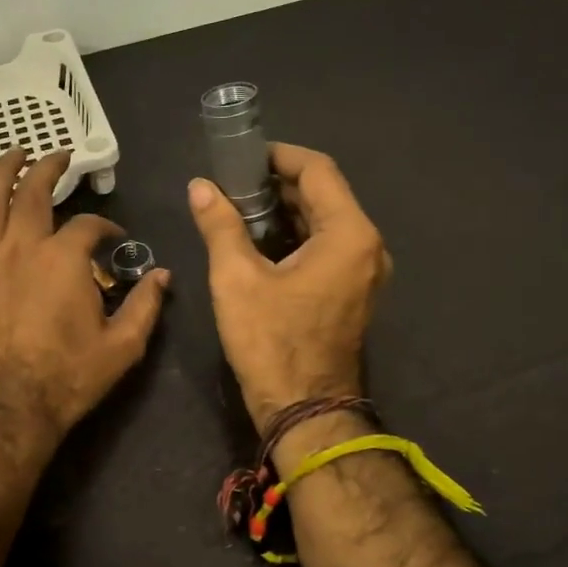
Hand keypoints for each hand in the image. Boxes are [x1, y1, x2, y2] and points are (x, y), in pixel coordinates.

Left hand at [0, 149, 169, 443]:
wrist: (11, 408)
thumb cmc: (70, 377)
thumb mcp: (124, 345)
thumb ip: (145, 304)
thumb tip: (163, 275)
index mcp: (64, 257)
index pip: (89, 224)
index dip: (106, 226)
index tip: (115, 237)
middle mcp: (22, 246)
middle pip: (32, 190)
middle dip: (48, 167)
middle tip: (58, 155)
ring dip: (0, 171)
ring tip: (12, 156)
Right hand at [188, 143, 390, 433]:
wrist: (304, 410)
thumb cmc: (271, 343)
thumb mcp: (237, 280)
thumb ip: (220, 225)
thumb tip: (200, 187)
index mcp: (348, 235)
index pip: (318, 170)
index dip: (279, 156)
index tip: (241, 157)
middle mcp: (367, 247)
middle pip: (324, 195)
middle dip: (278, 184)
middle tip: (231, 183)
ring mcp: (364, 272)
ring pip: (325, 222)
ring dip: (285, 211)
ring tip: (238, 209)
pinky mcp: (353, 293)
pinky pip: (326, 248)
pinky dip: (295, 237)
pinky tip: (258, 242)